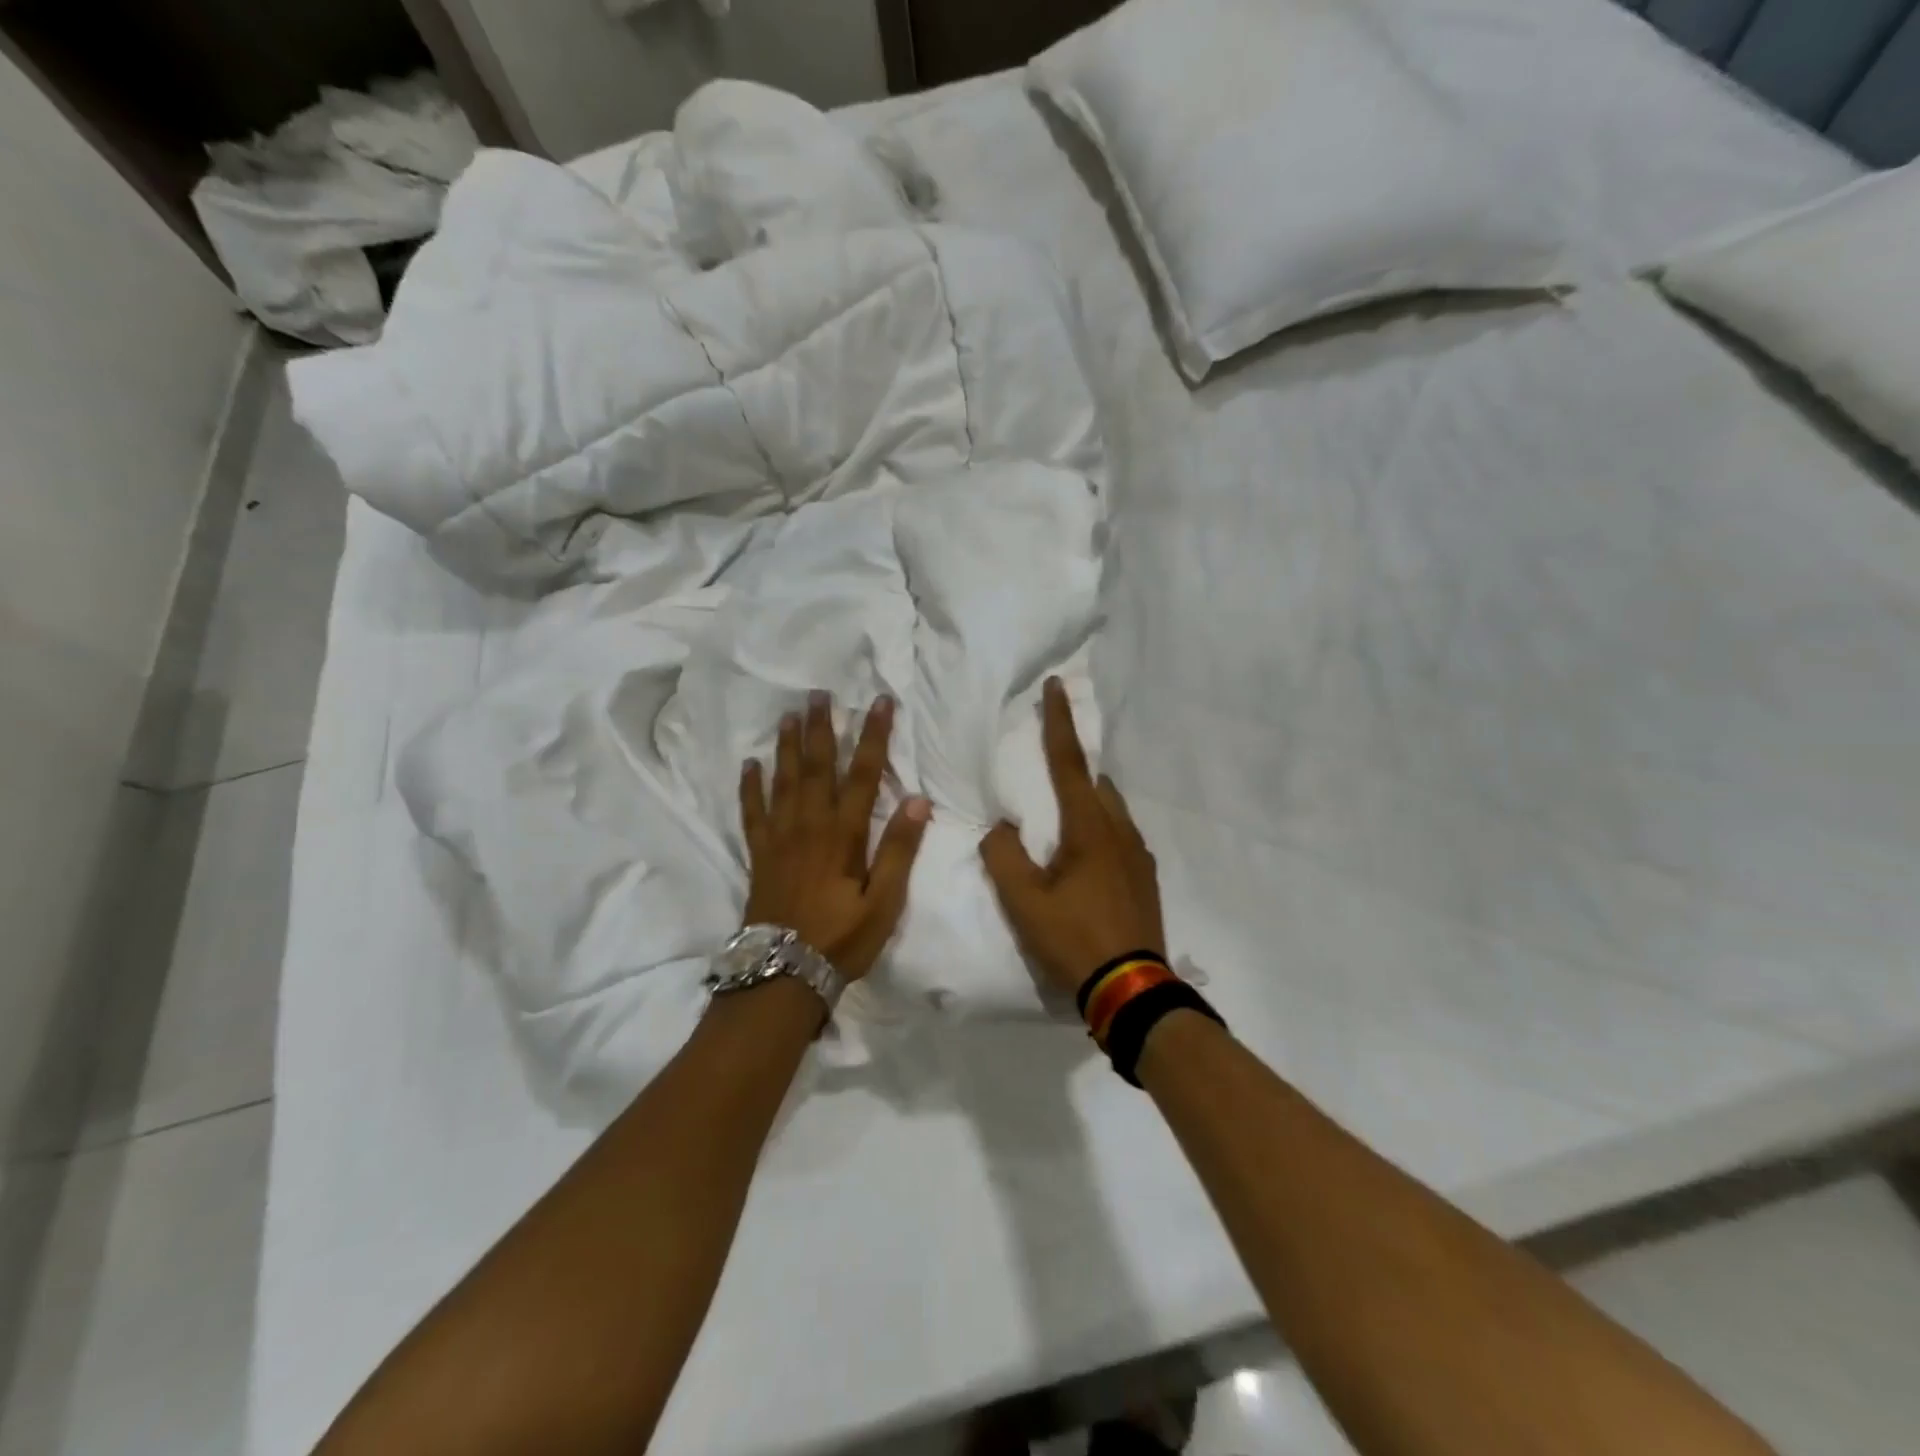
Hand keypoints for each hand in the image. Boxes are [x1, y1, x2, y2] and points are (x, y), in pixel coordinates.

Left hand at [740, 691, 930, 979]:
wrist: (782, 974)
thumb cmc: (842, 940)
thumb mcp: (884, 903)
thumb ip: (899, 851)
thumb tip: (918, 802)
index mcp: (844, 835)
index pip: (863, 775)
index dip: (874, 737)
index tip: (880, 703)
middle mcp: (809, 826)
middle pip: (817, 767)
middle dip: (822, 728)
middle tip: (819, 693)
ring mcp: (779, 838)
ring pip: (784, 781)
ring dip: (788, 745)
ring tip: (790, 715)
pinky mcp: (759, 854)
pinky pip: (752, 812)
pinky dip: (750, 786)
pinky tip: (750, 764)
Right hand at [980, 677, 1165, 996]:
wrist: (1133, 990)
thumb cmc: (1074, 939)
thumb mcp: (1024, 901)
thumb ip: (1004, 856)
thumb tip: (1001, 828)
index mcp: (1090, 829)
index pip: (1070, 763)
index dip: (1059, 722)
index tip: (1057, 685)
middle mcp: (1121, 832)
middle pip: (1096, 784)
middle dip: (1073, 769)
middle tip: (1047, 776)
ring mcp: (1139, 856)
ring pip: (1112, 811)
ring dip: (1088, 803)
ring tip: (1062, 824)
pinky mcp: (1147, 878)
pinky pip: (1121, 837)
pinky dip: (1100, 830)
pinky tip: (1085, 861)